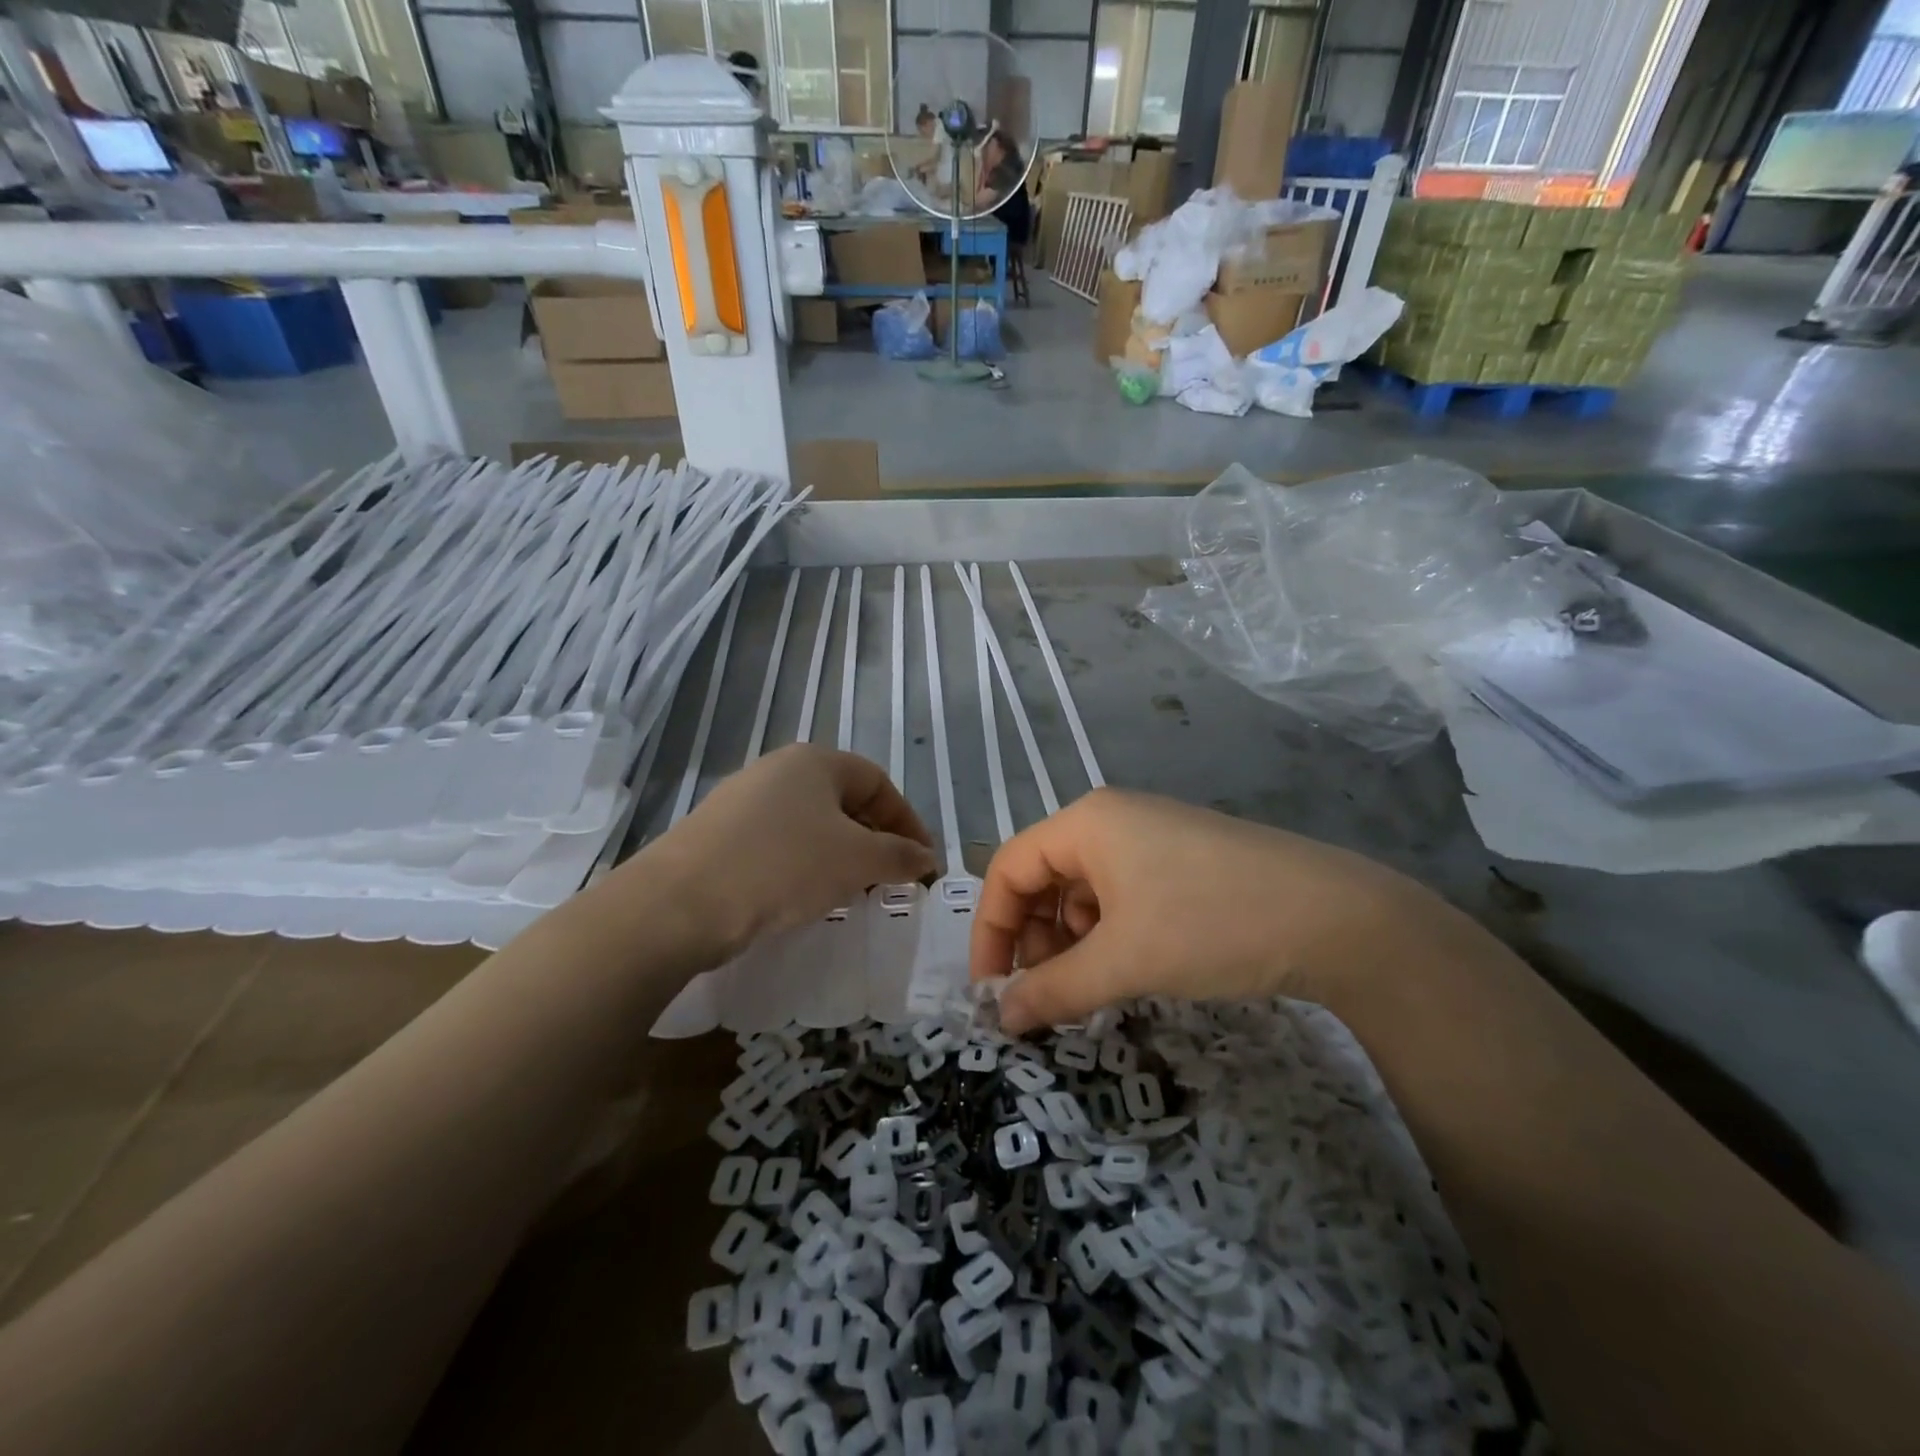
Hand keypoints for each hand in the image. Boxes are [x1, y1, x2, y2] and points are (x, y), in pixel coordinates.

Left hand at [642, 745, 935, 955]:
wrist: (681, 903)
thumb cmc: (783, 866)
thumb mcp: (856, 860)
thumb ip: (899, 855)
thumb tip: (926, 857)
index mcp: (815, 761)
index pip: (878, 782)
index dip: (907, 820)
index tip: (922, 861)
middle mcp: (777, 769)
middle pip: (843, 801)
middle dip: (874, 840)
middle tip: (889, 879)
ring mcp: (742, 800)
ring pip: (809, 824)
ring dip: (839, 855)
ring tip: (850, 892)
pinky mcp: (718, 834)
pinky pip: (777, 843)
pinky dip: (802, 866)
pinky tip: (801, 897)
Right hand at [970, 788, 1444, 1034]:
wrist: (1337, 918)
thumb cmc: (1211, 925)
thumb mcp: (1124, 961)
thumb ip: (1054, 990)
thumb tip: (1001, 1019)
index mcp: (1086, 822)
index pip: (1008, 868)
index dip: (991, 930)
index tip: (992, 990)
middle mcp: (1112, 818)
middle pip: (1044, 876)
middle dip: (1035, 939)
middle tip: (1045, 996)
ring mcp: (1152, 835)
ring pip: (1084, 889)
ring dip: (1072, 940)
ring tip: (1090, 987)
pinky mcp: (1184, 859)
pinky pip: (1122, 892)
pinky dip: (1110, 932)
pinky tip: (1129, 966)